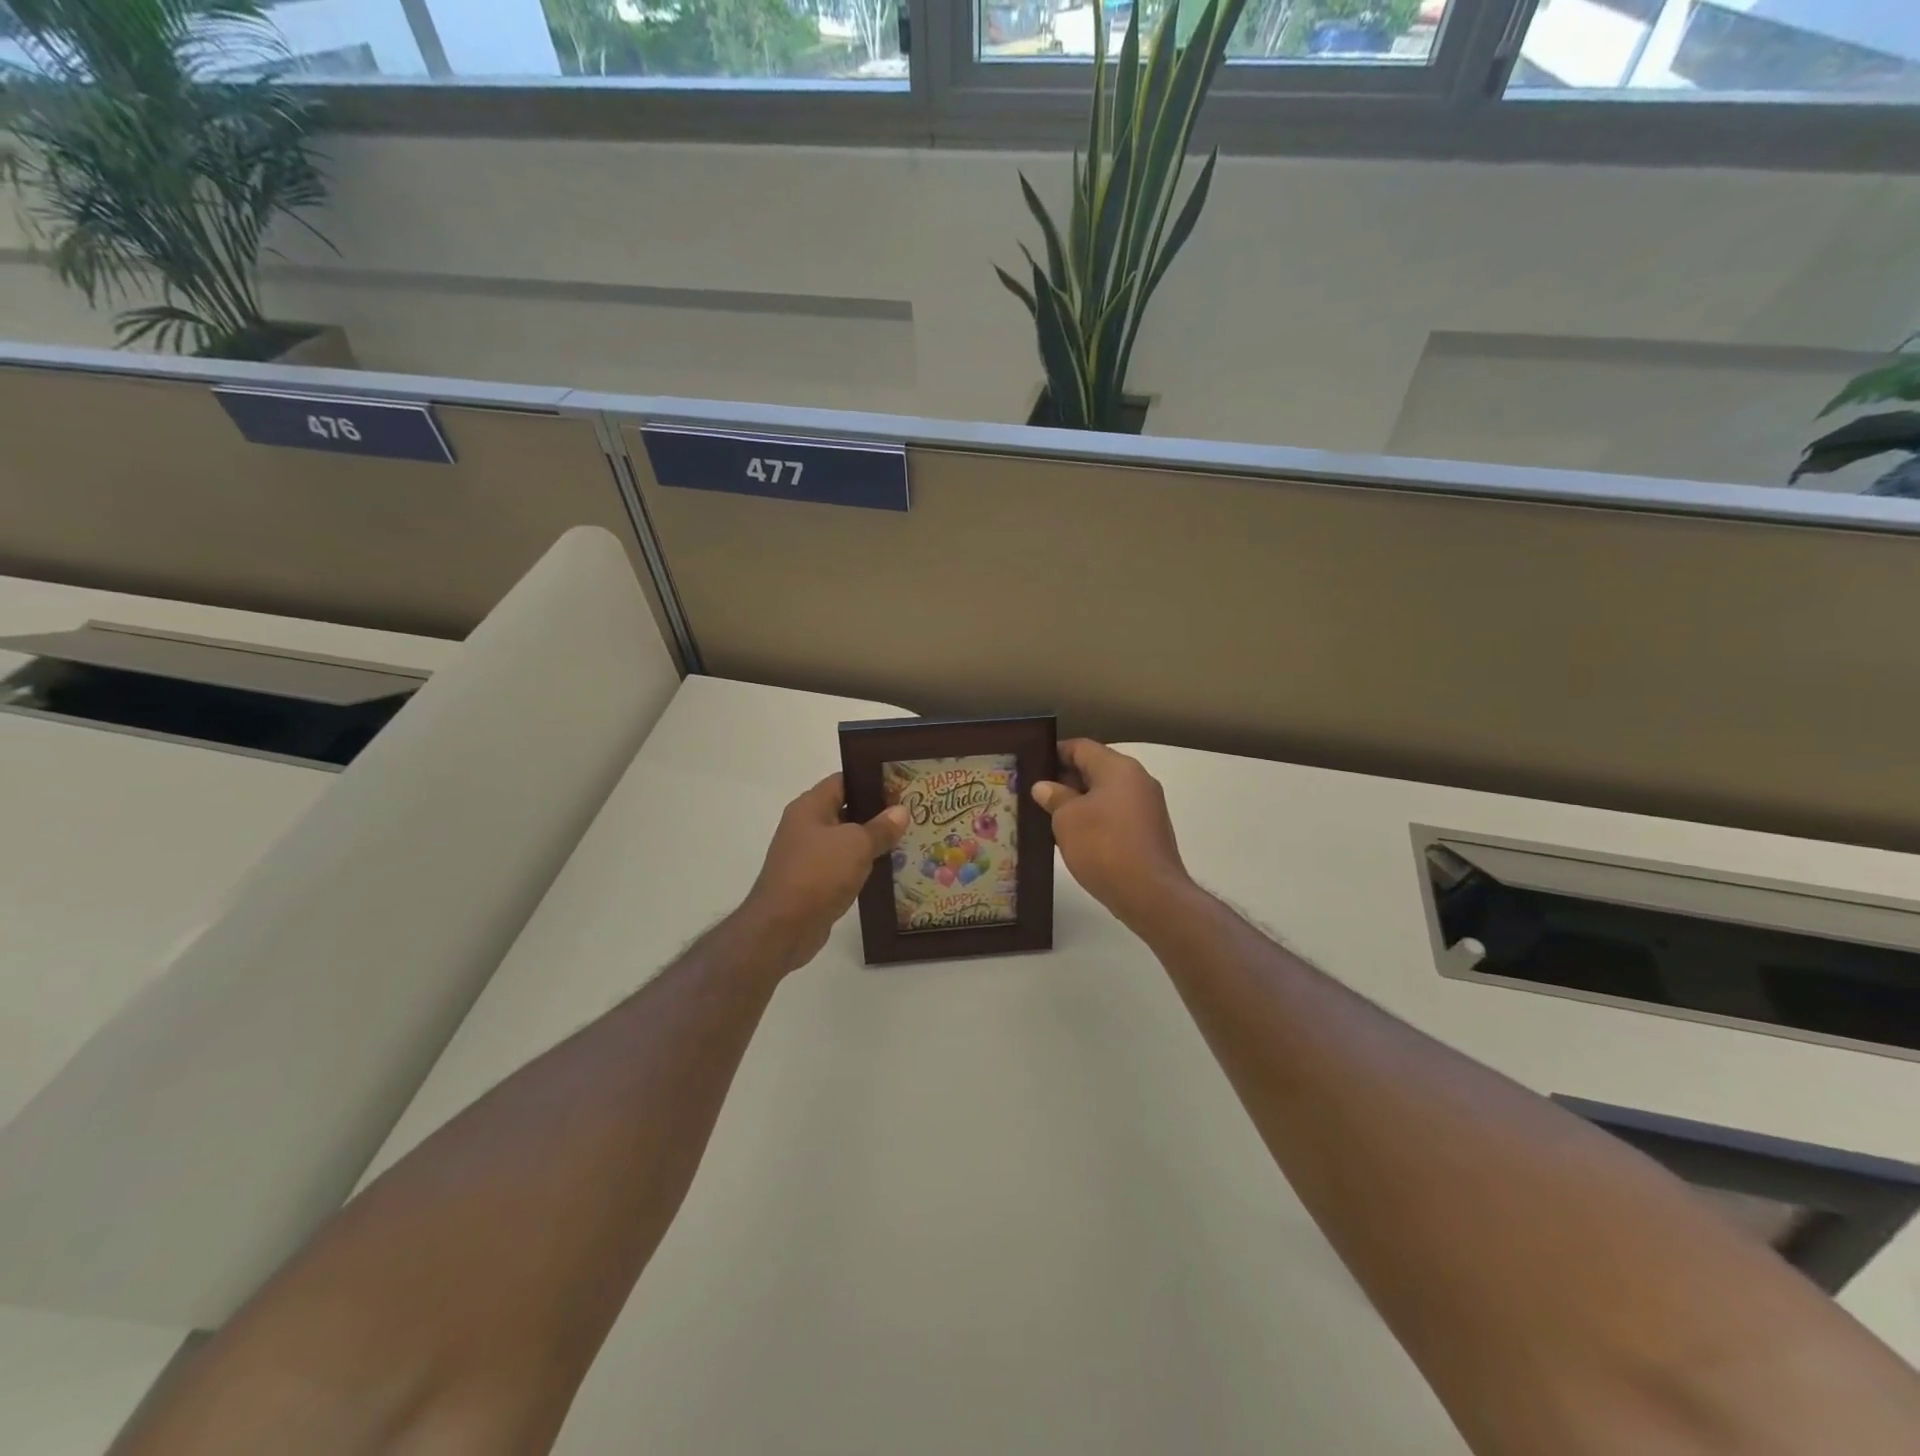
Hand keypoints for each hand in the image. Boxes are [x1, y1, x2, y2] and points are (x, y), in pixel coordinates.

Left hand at [738, 774, 907, 973]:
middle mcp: (805, 827)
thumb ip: (881, 827)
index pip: (842, 781)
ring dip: (870, 842)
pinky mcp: (812, 882)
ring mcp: (807, 856)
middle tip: (910, 812)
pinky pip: (841, 866)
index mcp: (809, 807)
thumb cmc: (818, 874)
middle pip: (844, 810)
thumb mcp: (856, 845)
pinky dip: (861, 866)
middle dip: (875, 812)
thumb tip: (901, 811)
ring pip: (844, 841)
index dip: (870, 780)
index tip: (900, 784)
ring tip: (906, 838)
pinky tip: (886, 869)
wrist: (783, 928)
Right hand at [1033, 740, 1192, 927]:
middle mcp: (1137, 780)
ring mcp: (1147, 806)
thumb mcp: (1067, 820)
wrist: (1151, 894)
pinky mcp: (1149, 831)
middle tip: (1033, 794)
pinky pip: (1115, 814)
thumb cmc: (1104, 847)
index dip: (1053, 753)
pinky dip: (1094, 819)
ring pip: (1105, 793)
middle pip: (1094, 768)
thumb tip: (1044, 787)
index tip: (1030, 766)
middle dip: (1064, 779)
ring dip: (1078, 802)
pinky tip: (1073, 837)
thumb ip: (1054, 797)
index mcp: (1118, 768)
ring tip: (1047, 816)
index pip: (1080, 747)